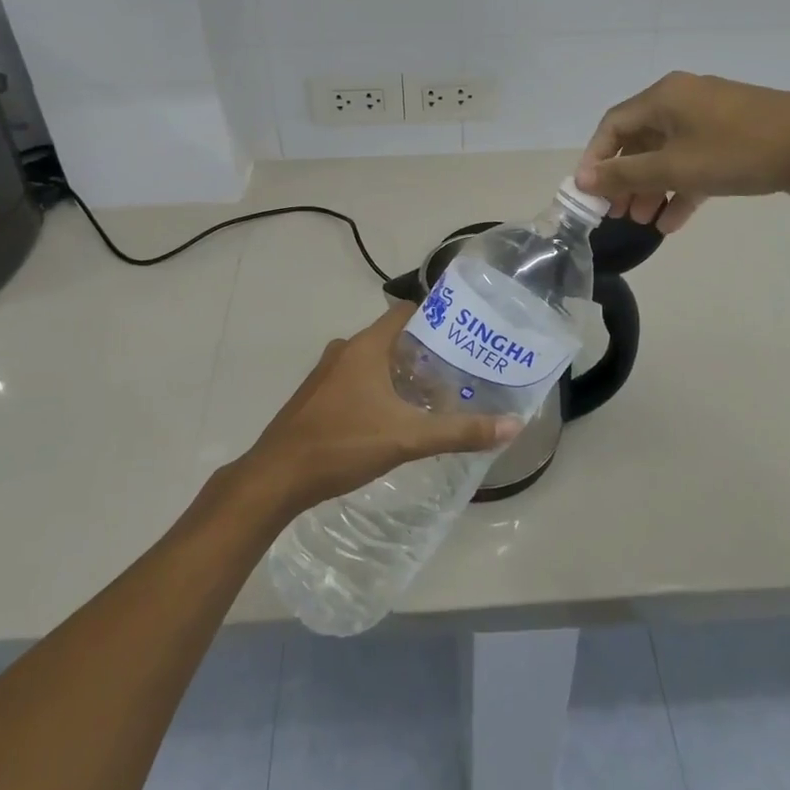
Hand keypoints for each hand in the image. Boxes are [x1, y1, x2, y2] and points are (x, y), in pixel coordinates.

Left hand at [243, 304, 518, 514]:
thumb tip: (512, 425)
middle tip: (458, 369)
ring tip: (434, 395)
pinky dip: (379, 389)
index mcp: (365, 347)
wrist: (276, 477)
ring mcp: (326, 374)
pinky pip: (356, 380)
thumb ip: (459, 432)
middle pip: (392, 338)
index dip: (435, 316)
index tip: (465, 331)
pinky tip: (395, 417)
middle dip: (424, 352)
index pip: (406, 312)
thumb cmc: (343, 444)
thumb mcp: (407, 439)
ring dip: (401, 373)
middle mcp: (345, 351)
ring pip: (373, 361)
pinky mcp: (316, 397)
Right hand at [575, 72, 789, 232]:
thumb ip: (626, 175)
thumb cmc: (739, 151)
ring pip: (668, 154)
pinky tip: (673, 222)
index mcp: (663, 97)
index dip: (595, 159)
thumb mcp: (676, 167)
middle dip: (625, 179)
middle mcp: (682, 100)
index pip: (612, 125)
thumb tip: (583, 180)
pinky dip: (682, 188)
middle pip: (639, 140)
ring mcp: (711, 118)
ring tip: (643, 222)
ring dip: (653, 188)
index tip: (589, 194)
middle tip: (617, 213)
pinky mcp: (734, 137)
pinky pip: (696, 161)